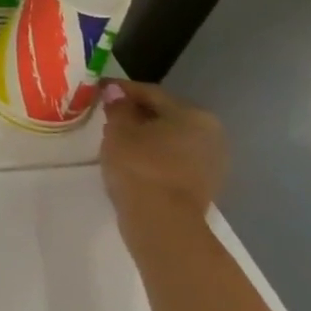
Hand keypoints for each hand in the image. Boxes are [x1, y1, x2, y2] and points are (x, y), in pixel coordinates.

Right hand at [99, 80, 226, 235]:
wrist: (163, 222)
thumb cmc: (139, 166)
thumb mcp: (118, 130)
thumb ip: (118, 107)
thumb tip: (116, 91)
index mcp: (193, 115)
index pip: (151, 93)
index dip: (121, 89)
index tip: (99, 88)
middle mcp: (210, 134)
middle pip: (165, 115)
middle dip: (137, 112)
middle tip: (107, 112)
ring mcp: (212, 161)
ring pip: (171, 138)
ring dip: (146, 134)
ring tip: (117, 136)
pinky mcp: (205, 183)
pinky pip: (174, 158)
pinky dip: (155, 153)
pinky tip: (133, 158)